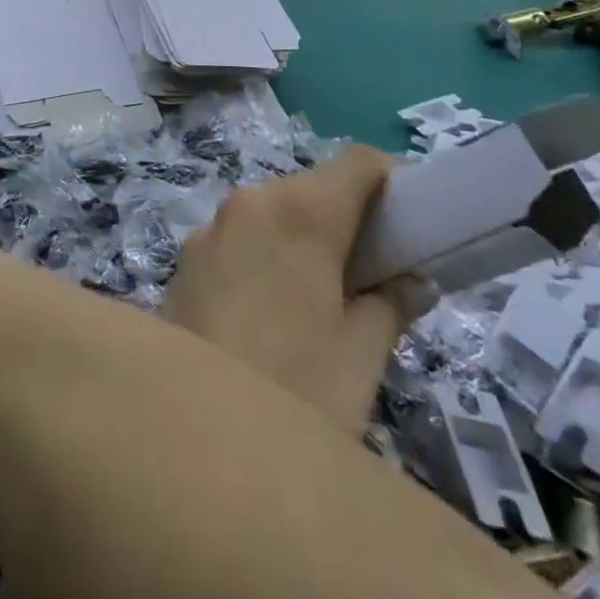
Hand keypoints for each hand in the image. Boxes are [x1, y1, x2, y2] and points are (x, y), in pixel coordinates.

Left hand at [161, 146, 434, 435]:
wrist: (190, 435)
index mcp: (300, 210)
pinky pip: (240, 239)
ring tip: (328, 297)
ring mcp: (211, 227)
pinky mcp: (186, 257)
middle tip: (378, 271)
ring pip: (273, 213)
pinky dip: (267, 255)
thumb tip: (411, 280)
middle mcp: (251, 201)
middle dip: (349, 218)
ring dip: (305, 238)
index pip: (358, 163)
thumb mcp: (361, 355)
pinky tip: (276, 310)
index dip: (393, 182)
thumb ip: (390, 304)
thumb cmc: (295, 389)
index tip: (414, 224)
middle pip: (312, 188)